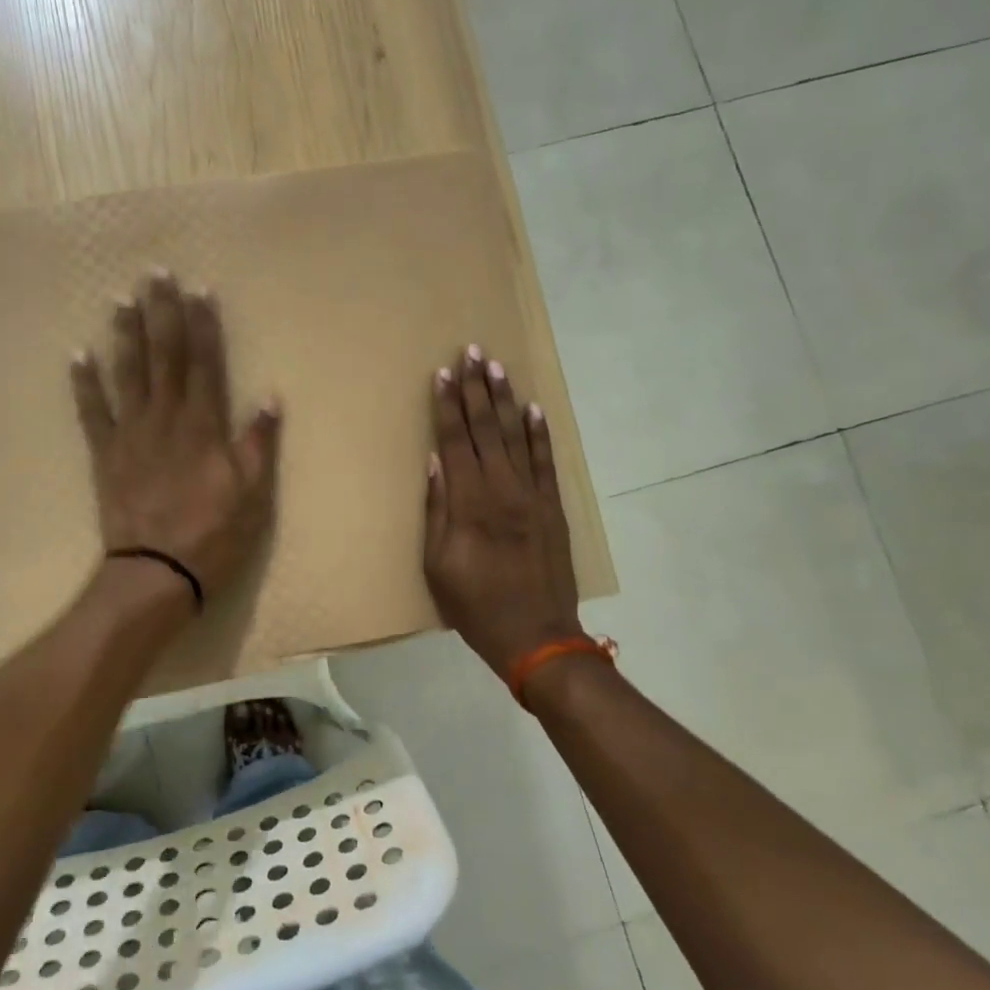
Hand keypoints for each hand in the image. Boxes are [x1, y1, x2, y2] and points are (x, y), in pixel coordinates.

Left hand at [71, 271, 280, 605]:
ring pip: (127, 374)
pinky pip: (91, 412)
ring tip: (120, 299)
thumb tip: (271, 396)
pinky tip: (77, 354)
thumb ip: (259, 442)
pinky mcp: (106, 454)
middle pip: (164, 356)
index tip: (199, 289)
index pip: (205, 363)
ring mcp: (131, 434)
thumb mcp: (254, 493)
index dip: (203, 324)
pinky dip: (83, 383)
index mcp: (204, 425)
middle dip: (161, 312)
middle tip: (155, 273)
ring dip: (125, 334)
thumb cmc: (214, 534)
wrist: (157, 571)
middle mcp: (166, 418)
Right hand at [423, 346, 581, 679]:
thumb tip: (435, 463)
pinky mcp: (553, 508)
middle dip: (476, 390)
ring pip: (516, 437)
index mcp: (469, 504)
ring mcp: (533, 497)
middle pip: (486, 430)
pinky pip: (546, 462)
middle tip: (471, 352)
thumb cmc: (476, 606)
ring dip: (505, 400)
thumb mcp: (438, 566)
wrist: (538, 637)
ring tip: (497, 367)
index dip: (448, 406)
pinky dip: (540, 434)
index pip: (455, 442)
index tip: (442, 374)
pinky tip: (534, 408)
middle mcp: (502, 490)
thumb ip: (437, 511)